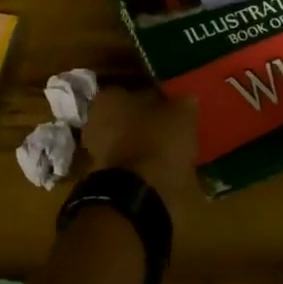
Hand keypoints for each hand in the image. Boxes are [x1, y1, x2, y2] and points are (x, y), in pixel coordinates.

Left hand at [81, 86, 199, 213]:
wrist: (139, 193)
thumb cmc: (157, 141)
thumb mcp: (181, 114)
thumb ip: (183, 102)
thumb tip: (187, 99)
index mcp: (108, 97)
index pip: (133, 90)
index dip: (155, 97)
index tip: (172, 105)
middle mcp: (95, 120)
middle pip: (127, 116)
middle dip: (147, 122)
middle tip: (173, 127)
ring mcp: (96, 151)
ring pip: (127, 141)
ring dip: (146, 144)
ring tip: (173, 150)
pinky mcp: (104, 177)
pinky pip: (129, 164)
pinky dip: (144, 165)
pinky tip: (164, 168)